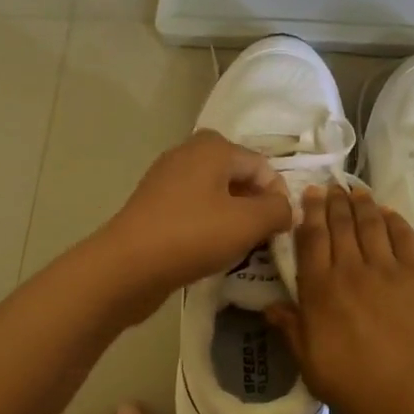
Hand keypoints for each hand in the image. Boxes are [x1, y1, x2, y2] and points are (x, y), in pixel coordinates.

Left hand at [93, 130, 293, 320]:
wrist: (127, 266)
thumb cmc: (192, 236)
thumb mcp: (248, 223)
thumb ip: (277, 210)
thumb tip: (286, 209)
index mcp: (214, 147)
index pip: (262, 166)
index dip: (278, 197)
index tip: (280, 230)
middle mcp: (188, 152)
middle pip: (237, 175)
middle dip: (254, 204)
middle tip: (261, 236)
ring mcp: (166, 177)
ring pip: (214, 192)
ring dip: (232, 216)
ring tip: (238, 246)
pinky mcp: (153, 203)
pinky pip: (193, 207)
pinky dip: (208, 224)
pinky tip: (209, 249)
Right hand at [264, 184, 413, 413]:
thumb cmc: (362, 389)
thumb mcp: (313, 368)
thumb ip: (292, 332)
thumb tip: (270, 307)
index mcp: (320, 291)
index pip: (310, 241)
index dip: (308, 215)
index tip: (307, 196)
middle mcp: (350, 269)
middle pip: (339, 225)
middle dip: (332, 202)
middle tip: (329, 186)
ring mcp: (388, 268)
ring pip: (370, 224)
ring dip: (361, 204)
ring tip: (355, 191)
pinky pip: (404, 236)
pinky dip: (393, 219)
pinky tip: (387, 212)